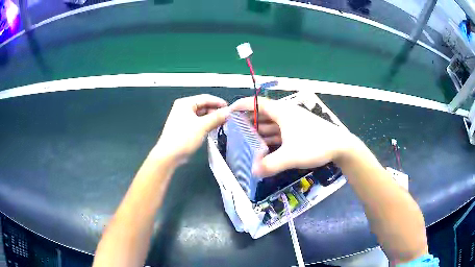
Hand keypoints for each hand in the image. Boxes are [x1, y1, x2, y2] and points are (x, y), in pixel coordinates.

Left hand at [155, 94, 229, 163]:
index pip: (205, 98)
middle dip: (215, 111)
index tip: (229, 108)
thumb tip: (228, 112)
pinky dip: (206, 124)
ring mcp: (183, 118)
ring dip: (212, 118)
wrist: (169, 155)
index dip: (218, 102)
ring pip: (201, 115)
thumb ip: (217, 117)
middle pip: (203, 106)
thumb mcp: (202, 126)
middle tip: (227, 117)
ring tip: (222, 123)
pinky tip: (213, 128)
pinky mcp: (184, 127)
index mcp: (185, 103)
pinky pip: (198, 122)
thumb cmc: (183, 138)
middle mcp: (183, 108)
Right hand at [231, 97, 356, 176]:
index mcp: (282, 112)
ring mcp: (293, 124)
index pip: (257, 103)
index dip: (242, 105)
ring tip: (245, 141)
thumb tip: (253, 172)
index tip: (229, 111)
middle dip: (248, 121)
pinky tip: (264, 148)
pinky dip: (270, 139)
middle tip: (234, 131)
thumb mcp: (291, 156)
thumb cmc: (315, 145)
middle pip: (262, 115)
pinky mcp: (298, 132)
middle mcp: (286, 115)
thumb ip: (270, 164)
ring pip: (271, 125)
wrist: (340, 146)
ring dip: (259, 131)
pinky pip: (279, 133)